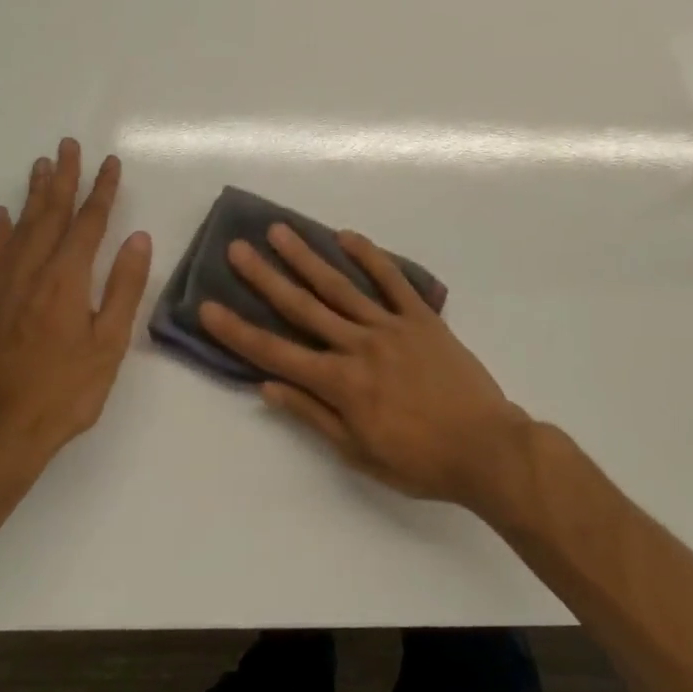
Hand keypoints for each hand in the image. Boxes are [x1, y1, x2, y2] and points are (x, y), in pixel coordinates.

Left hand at [0, 138, 151, 500]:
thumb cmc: (65, 392)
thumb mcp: (109, 344)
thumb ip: (124, 287)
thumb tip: (138, 238)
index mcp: (67, 280)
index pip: (89, 223)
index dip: (102, 191)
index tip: (110, 163)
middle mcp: (32, 273)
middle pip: (50, 214)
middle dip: (63, 178)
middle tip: (68, 145)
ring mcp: (4, 287)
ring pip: (20, 228)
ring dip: (32, 194)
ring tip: (40, 165)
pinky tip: (0, 216)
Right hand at [200, 226, 535, 512]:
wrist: (484, 447)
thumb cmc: (418, 460)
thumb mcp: (358, 453)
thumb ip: (313, 415)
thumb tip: (267, 387)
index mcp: (340, 383)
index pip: (276, 353)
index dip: (238, 331)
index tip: (208, 307)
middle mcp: (358, 345)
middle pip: (303, 307)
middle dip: (265, 278)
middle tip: (238, 249)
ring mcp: (391, 326)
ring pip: (340, 286)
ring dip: (307, 257)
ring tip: (280, 231)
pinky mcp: (421, 317)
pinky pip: (392, 280)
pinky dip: (370, 257)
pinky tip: (346, 237)